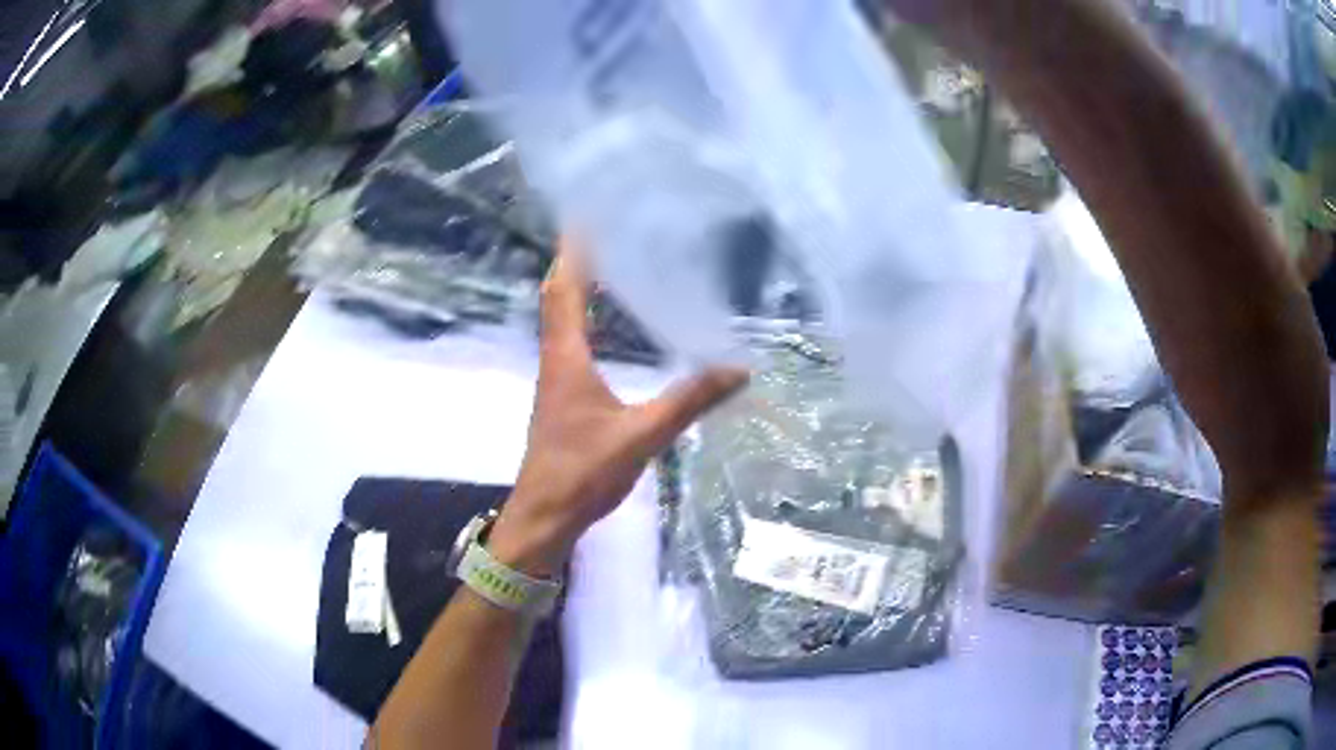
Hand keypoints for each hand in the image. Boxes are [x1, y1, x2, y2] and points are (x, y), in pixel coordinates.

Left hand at [488, 238, 747, 577]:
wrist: (544, 516)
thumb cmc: (583, 473)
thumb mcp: (641, 436)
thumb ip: (688, 401)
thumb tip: (738, 369)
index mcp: (567, 358)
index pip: (565, 291)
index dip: (573, 252)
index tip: (584, 216)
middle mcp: (556, 360)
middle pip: (557, 298)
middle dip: (574, 261)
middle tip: (601, 231)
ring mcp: (556, 380)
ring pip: (560, 320)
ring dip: (575, 288)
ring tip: (605, 263)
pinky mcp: (562, 398)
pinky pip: (569, 343)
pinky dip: (582, 319)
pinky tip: (605, 325)